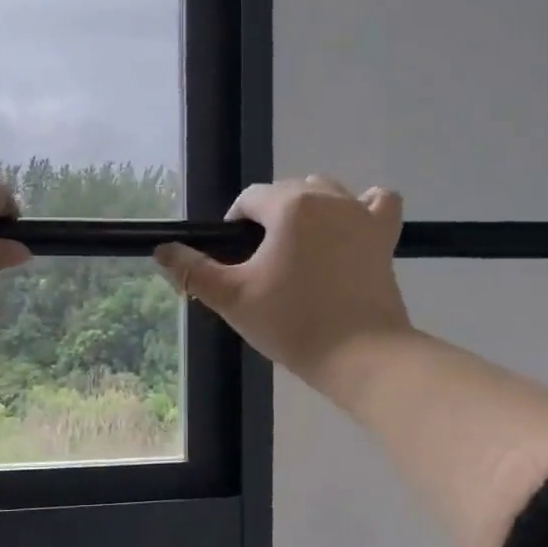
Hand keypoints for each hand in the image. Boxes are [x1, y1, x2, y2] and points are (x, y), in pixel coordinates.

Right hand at [153, 174, 412, 394]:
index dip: (234, 225)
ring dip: (308, 209)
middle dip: (268, 218)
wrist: (360, 354)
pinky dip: (362, 208)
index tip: (233, 261)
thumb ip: (193, 272)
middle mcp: (328, 198)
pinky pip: (377, 203)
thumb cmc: (292, 323)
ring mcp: (362, 215)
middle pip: (287, 192)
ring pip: (328, 192)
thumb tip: (162, 250)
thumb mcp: (232, 298)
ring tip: (299, 248)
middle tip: (261, 265)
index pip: (250, 199)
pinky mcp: (385, 236)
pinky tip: (350, 227)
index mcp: (289, 206)